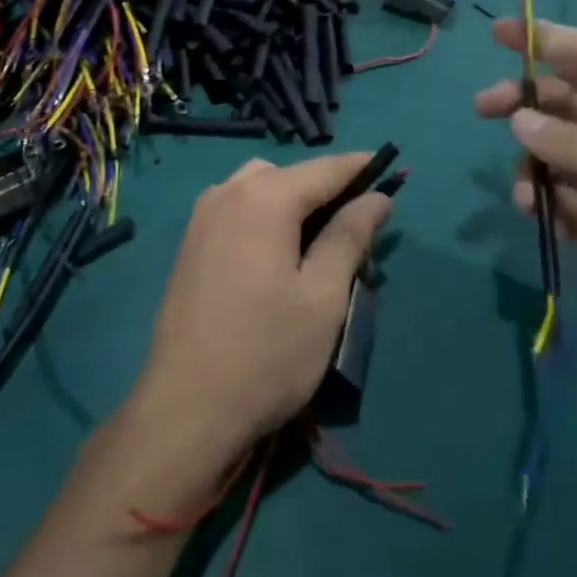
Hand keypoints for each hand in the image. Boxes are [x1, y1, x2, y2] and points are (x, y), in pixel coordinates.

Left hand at [127, 154, 390, 468]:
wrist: (186, 408)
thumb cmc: (267, 353)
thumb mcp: (324, 296)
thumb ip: (350, 236)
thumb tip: (377, 197)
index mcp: (263, 198)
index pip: (324, 169)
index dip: (360, 167)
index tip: (391, 168)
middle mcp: (227, 193)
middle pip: (288, 174)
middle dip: (325, 187)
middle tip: (357, 223)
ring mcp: (201, 217)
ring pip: (258, 187)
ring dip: (292, 200)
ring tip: (319, 240)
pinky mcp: (190, 244)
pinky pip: (236, 208)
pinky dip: (264, 214)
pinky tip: (278, 253)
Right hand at [474, 19, 576, 383]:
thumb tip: (519, 119)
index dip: (548, 39)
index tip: (498, 32)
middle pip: (570, 102)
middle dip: (527, 103)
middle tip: (483, 108)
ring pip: (559, 150)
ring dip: (534, 164)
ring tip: (524, 195)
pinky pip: (563, 194)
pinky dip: (547, 201)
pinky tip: (544, 221)